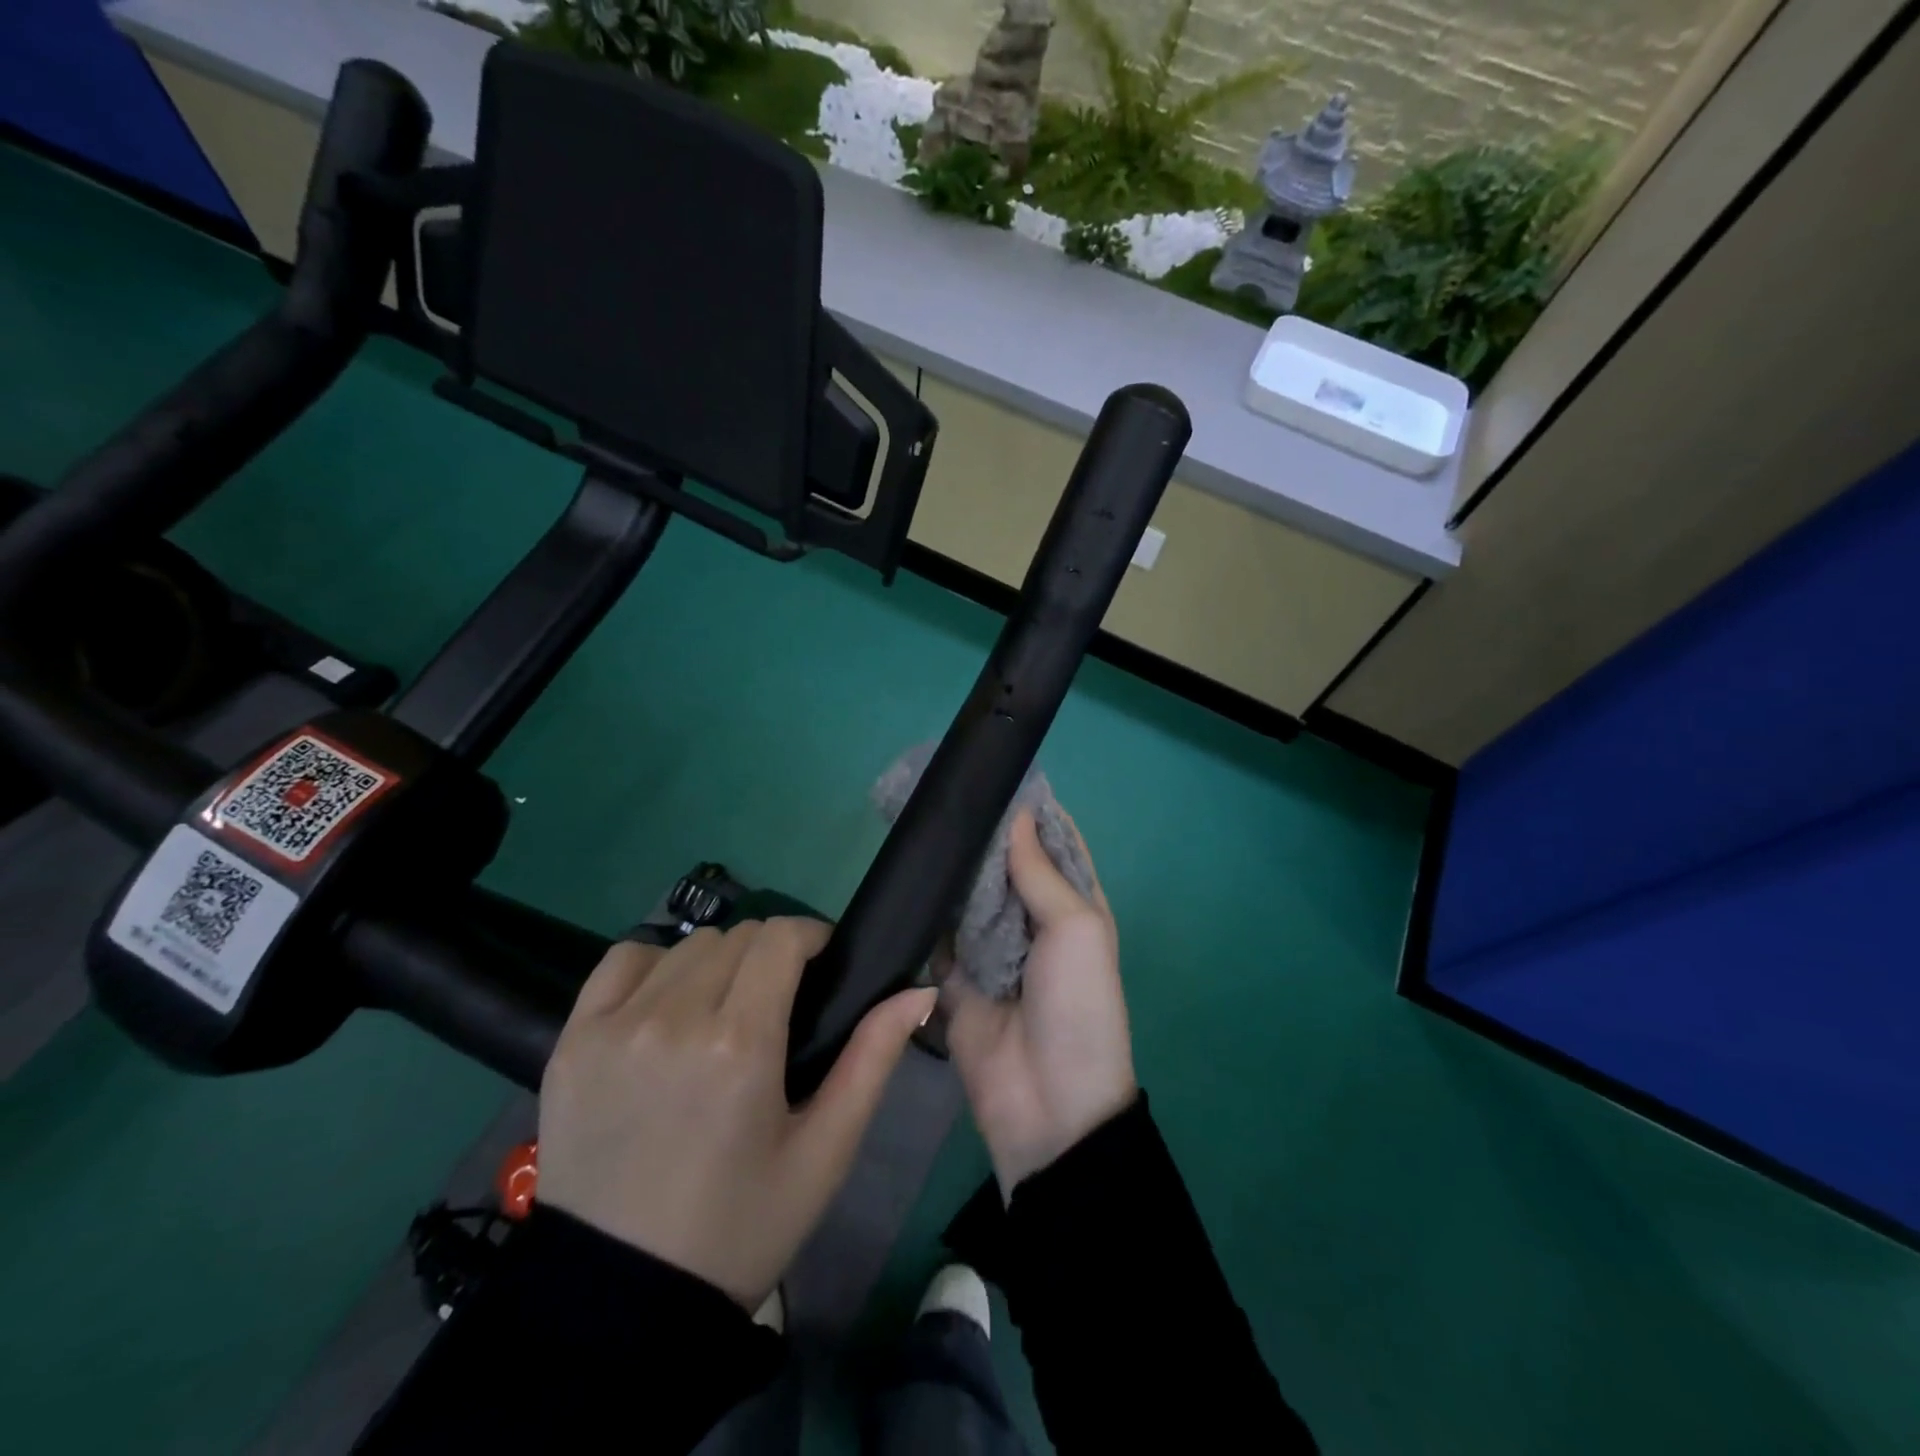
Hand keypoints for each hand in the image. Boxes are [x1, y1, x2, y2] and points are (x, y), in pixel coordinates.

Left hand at [536, 918, 937, 1310]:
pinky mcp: (572, 1041)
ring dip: (719, 963)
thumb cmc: (739, 1226)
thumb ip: (874, 1058)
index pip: (781, 936)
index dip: (812, 938)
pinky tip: (666, 1007)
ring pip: (687, 945)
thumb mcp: (824, 1151)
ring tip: (724, 1012)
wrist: (621, 1305)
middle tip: (778, 1003)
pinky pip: (623, 961)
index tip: (822, 967)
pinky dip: (655, 967)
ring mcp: (614, 1026)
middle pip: (739, 935)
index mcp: (740, 1043)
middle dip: (771, 955)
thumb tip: (919, 990)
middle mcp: (673, 1018)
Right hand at [945, 809, 1136, 1199]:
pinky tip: (906, 876)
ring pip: (969, 894)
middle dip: (983, 834)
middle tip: (944, 794)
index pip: (1054, 845)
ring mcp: (992, 948)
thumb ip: (1041, 873)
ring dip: (952, 867)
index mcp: (1074, 907)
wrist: (1048, 1104)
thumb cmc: (1078, 1006)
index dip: (1033, 811)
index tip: (998, 773)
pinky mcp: (955, 977)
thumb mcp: (1077, 929)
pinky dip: (927, 910)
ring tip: (920, 822)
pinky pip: (938, 933)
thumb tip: (1016, 815)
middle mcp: (1033, 921)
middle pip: (1006, 865)